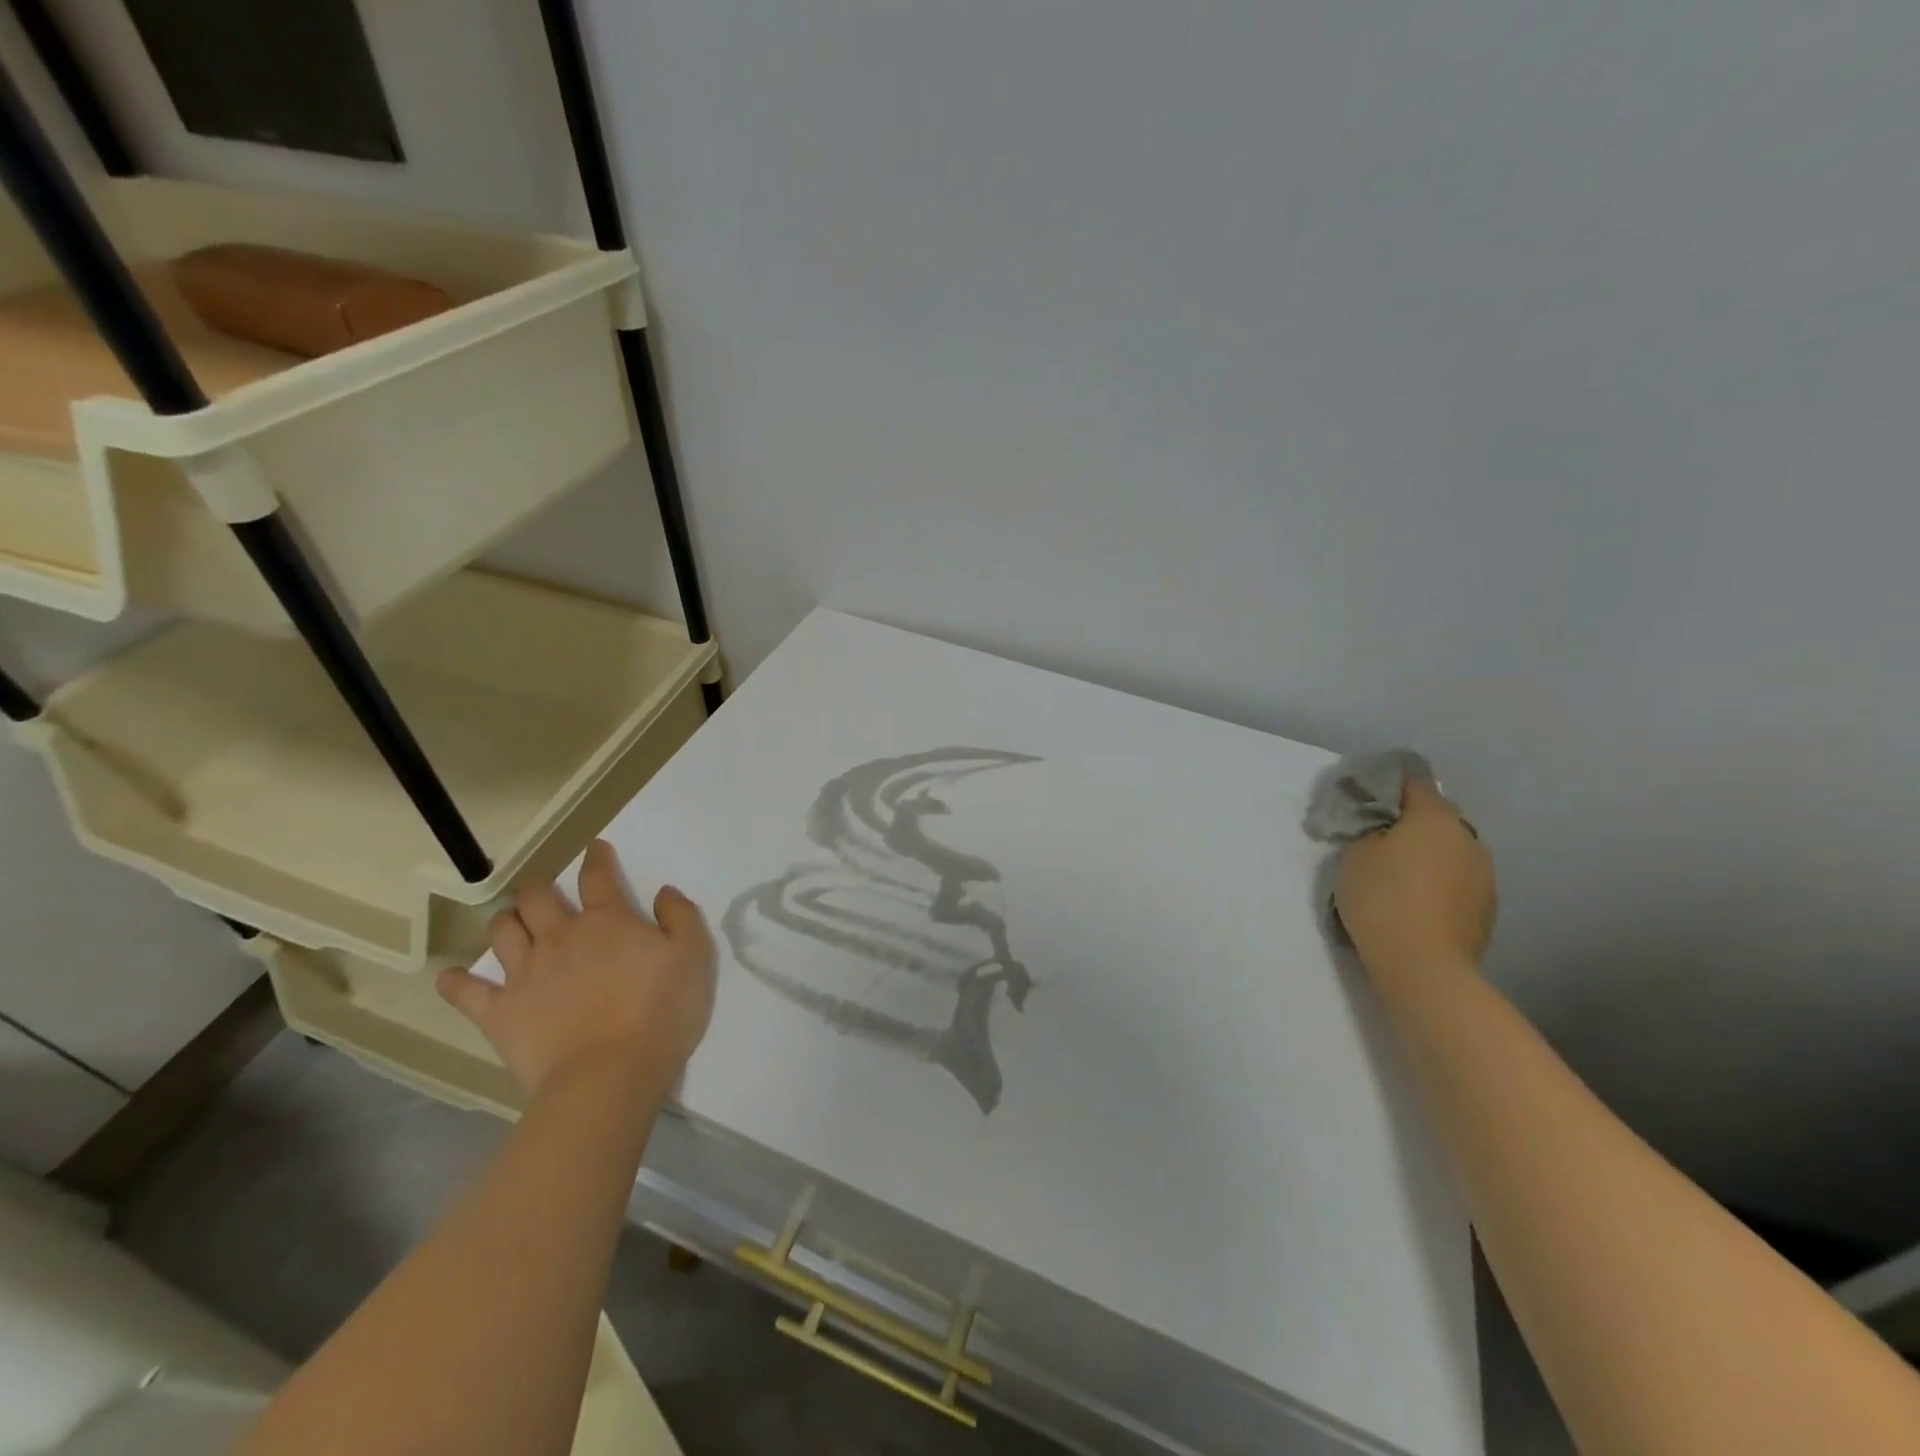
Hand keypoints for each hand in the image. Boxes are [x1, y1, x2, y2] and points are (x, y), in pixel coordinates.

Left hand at [437, 840, 716, 1102]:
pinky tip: (451, 977)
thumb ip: (681, 917)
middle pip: (538, 897)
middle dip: (540, 888)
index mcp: (608, 921)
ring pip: (503, 931)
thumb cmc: (660, 1012)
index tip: (594, 849)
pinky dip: (456, 982)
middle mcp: (561, 937)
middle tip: (545, 893)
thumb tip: (664, 893)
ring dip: (507, 921)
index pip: (598, 877)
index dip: (596, 858)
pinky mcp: (499, 1012)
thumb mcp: (694, 957)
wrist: (610, 1074)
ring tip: (513, 924)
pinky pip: (467, 991)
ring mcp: (525, 973)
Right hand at [1335, 776, 1495, 972]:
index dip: (1388, 782)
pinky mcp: (1487, 906)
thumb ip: (1370, 830)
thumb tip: (1384, 828)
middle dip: (1411, 820)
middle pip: (1437, 814)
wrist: (1424, 965)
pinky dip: (1440, 881)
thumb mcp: (1355, 854)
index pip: (1414, 780)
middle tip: (1379, 836)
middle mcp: (1467, 837)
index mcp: (1435, 816)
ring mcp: (1484, 873)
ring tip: (1400, 873)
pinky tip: (1418, 900)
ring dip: (1430, 852)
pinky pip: (1459, 879)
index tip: (1365, 794)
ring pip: (1451, 848)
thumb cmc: (1382, 899)